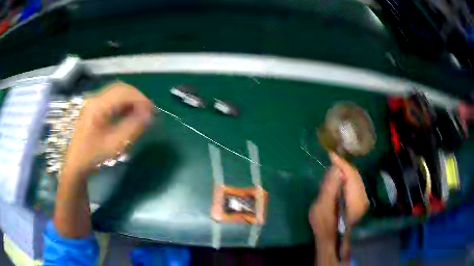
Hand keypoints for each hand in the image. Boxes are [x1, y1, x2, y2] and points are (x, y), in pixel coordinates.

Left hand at [62, 82, 154, 179]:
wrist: (76, 164)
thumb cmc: (93, 155)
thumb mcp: (114, 144)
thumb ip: (133, 127)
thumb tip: (149, 115)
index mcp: (98, 105)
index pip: (124, 92)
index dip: (141, 99)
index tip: (153, 112)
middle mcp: (95, 99)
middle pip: (121, 89)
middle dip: (137, 98)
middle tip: (148, 112)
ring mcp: (94, 103)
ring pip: (117, 93)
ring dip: (131, 101)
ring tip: (141, 114)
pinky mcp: (94, 108)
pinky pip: (112, 100)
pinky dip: (123, 105)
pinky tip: (129, 115)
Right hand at [309, 152, 368, 241]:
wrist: (332, 241)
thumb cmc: (324, 227)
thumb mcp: (321, 208)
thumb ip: (329, 188)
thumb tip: (335, 169)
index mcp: (355, 201)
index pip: (351, 175)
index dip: (341, 163)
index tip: (331, 154)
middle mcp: (363, 199)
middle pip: (355, 175)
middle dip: (343, 166)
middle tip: (331, 160)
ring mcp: (363, 200)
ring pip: (356, 178)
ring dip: (345, 171)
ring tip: (334, 167)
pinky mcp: (361, 201)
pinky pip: (356, 184)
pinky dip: (348, 178)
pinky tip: (340, 178)